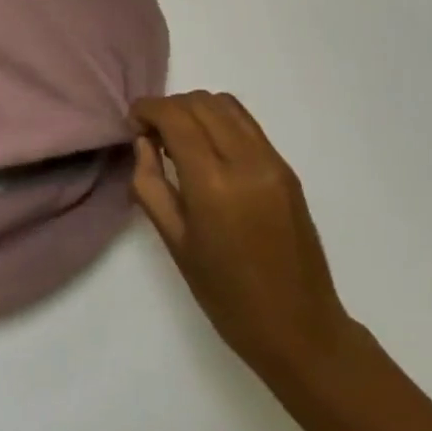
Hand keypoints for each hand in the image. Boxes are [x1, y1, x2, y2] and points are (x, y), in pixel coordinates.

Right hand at [130, 92, 358, 377]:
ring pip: (226, 105)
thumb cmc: (226, 295)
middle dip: (168, 107)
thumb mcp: (175, 241)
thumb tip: (143, 143)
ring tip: (177, 140)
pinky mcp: (286, 169)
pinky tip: (206, 151)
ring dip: (195, 109)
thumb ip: (150, 184)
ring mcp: (273, 162)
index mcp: (214, 184)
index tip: (132, 124)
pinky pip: (246, 124)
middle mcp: (247, 162)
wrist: (299, 327)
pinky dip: (218, 121)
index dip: (147, 109)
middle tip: (150, 135)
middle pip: (201, 102)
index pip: (176, 117)